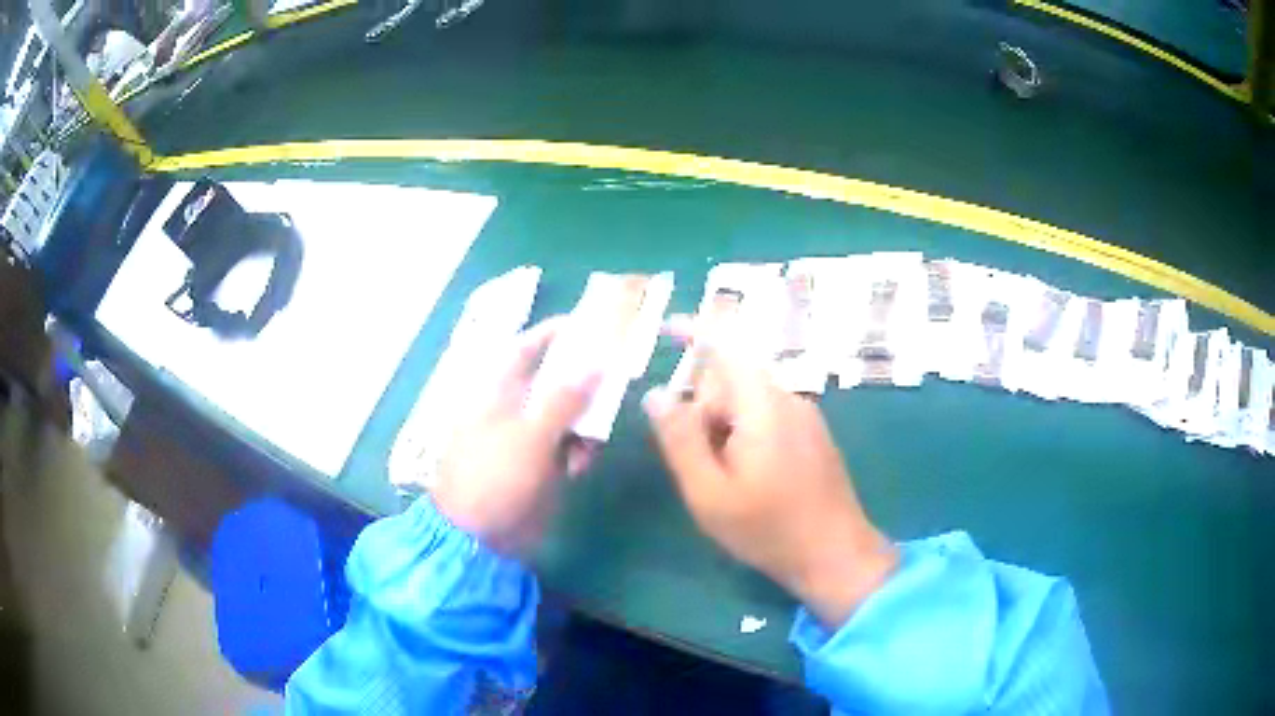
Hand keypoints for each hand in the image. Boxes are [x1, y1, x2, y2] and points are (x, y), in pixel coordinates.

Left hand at [432, 318, 598, 555]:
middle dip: (585, 382)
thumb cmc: (495, 476)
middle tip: (617, 380)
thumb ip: (565, 398)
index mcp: (499, 391)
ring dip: (586, 424)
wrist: (479, 536)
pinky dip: (578, 451)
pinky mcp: (538, 464)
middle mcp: (513, 408)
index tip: (590, 325)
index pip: (527, 348)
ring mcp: (526, 437)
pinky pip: (568, 445)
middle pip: (556, 381)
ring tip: (591, 444)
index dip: (555, 333)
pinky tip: (578, 468)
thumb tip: (596, 364)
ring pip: (568, 415)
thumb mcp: (531, 434)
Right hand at [643, 324, 897, 627]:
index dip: (693, 330)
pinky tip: (748, 480)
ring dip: (724, 428)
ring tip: (723, 481)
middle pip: (732, 380)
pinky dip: (745, 435)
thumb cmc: (767, 528)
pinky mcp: (813, 435)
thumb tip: (657, 393)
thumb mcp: (708, 491)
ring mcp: (806, 416)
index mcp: (762, 404)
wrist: (835, 554)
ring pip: (749, 401)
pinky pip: (768, 417)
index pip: (726, 345)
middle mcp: (788, 398)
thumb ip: (680, 439)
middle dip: (704, 409)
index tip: (663, 328)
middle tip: (696, 464)